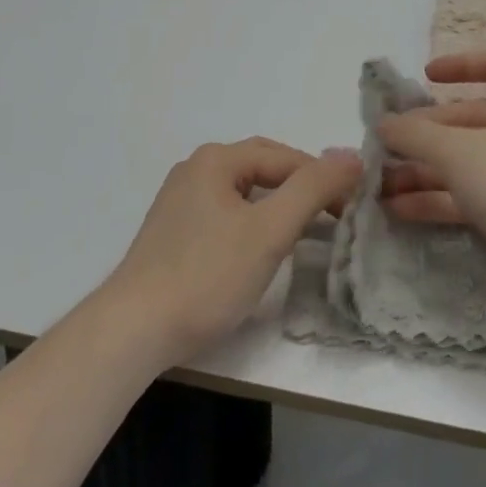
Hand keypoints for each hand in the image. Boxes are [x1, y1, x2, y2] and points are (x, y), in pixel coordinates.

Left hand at [105, 138, 358, 365]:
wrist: (133, 330)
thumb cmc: (207, 275)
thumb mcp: (269, 230)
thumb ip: (312, 188)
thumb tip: (352, 155)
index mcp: (216, 159)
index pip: (285, 157)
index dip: (323, 178)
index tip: (352, 208)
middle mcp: (195, 169)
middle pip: (263, 168)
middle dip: (301, 187)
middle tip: (334, 215)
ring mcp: (180, 200)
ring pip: (244, 191)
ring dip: (278, 205)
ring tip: (306, 230)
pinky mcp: (173, 231)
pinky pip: (226, 212)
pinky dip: (253, 221)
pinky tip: (262, 247)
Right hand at [376, 51, 485, 310]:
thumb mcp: (462, 153)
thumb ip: (417, 136)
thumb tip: (383, 123)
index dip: (462, 64)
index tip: (426, 77)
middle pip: (471, 119)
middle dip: (426, 133)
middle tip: (385, 149)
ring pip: (469, 162)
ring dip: (426, 171)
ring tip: (381, 186)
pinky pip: (475, 196)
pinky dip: (442, 200)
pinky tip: (402, 211)